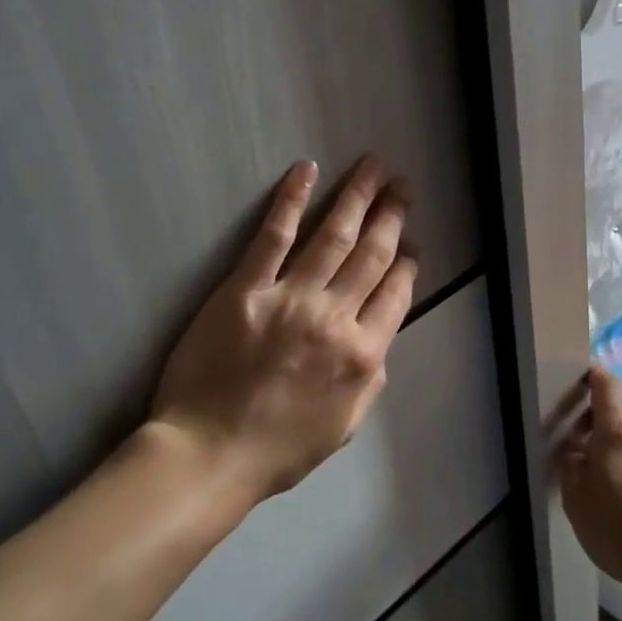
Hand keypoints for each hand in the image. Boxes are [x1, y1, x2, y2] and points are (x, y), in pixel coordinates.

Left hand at [152, 156, 417, 505]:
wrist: (210, 453)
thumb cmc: (278, 449)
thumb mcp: (344, 426)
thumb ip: (369, 379)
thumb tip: (379, 341)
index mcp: (362, 355)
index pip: (395, 294)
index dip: (407, 262)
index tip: (411, 242)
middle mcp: (334, 318)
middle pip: (371, 255)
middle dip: (391, 215)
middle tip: (401, 185)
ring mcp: (290, 298)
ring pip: (333, 236)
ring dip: (356, 197)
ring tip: (372, 167)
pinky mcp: (245, 288)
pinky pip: (273, 236)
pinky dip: (292, 199)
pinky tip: (307, 170)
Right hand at [557, 366, 621, 594]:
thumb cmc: (618, 528)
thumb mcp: (575, 499)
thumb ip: (571, 464)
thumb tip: (576, 449)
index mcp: (616, 432)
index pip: (606, 385)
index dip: (594, 377)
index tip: (582, 382)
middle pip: (621, 421)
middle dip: (602, 434)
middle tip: (587, 465)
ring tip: (618, 497)